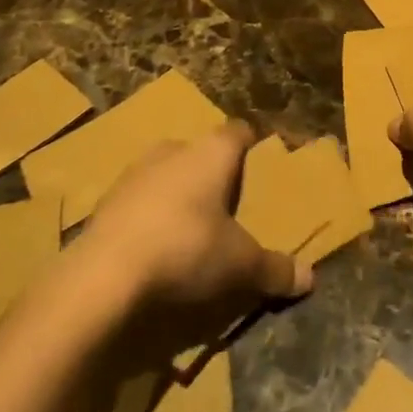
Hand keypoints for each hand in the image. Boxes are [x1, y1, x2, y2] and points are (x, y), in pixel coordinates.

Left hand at [81, 121, 311, 307]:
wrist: (102, 278)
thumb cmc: (186, 251)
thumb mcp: (240, 266)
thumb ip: (274, 269)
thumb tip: (310, 278)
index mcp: (212, 152)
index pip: (238, 132)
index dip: (250, 146)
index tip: (260, 164)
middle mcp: (173, 150)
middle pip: (199, 152)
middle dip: (212, 173)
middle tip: (228, 204)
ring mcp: (133, 174)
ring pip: (165, 174)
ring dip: (176, 194)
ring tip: (190, 228)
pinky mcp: (104, 204)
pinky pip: (137, 202)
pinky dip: (147, 218)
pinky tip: (154, 248)